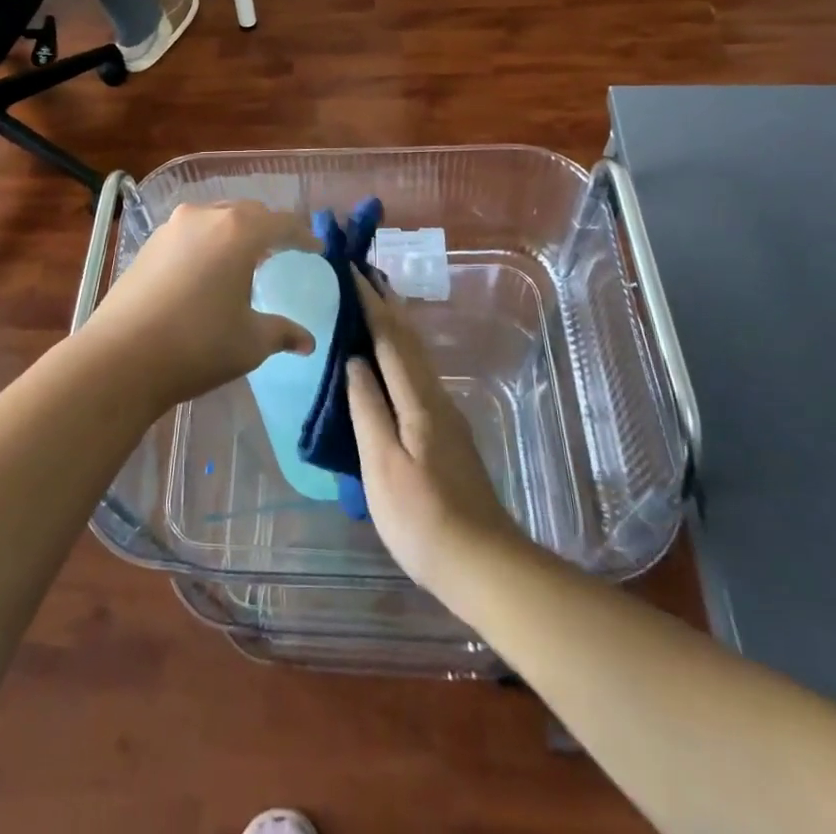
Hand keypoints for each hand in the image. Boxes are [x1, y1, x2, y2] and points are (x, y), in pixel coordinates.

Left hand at [74, 202, 317, 412]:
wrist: (121, 357)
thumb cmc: (198, 344)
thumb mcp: (250, 342)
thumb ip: (282, 332)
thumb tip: (307, 341)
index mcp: (239, 231)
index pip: (282, 223)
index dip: (303, 235)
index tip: (315, 248)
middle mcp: (206, 217)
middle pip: (247, 212)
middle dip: (268, 228)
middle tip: (282, 250)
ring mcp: (172, 227)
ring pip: (215, 218)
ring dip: (235, 233)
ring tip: (244, 259)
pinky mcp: (148, 244)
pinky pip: (191, 233)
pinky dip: (208, 243)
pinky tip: (208, 270)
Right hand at [346, 276, 520, 591]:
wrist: (483, 564)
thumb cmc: (421, 518)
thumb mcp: (381, 465)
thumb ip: (367, 409)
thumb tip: (354, 361)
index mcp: (418, 401)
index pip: (390, 339)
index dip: (370, 303)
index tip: (352, 270)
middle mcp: (436, 398)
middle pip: (409, 340)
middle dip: (387, 303)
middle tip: (365, 273)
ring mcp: (446, 416)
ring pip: (417, 356)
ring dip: (396, 324)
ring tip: (376, 303)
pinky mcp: (447, 434)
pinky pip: (419, 375)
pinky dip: (401, 352)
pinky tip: (391, 360)